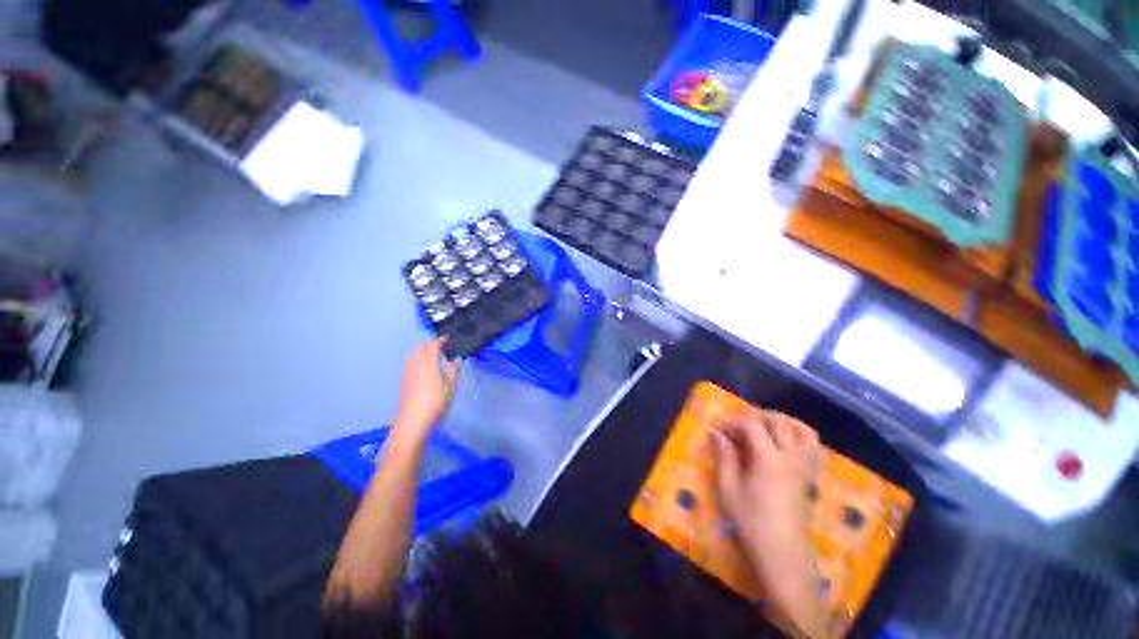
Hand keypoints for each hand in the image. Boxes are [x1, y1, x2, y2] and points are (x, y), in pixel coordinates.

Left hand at [393, 339, 460, 445]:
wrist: (413, 421)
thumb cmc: (436, 403)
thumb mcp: (451, 387)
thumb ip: (454, 371)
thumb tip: (456, 359)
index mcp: (428, 364)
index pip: (432, 345)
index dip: (440, 340)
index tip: (448, 339)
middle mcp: (416, 365)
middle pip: (420, 348)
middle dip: (430, 344)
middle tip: (441, 346)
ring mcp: (408, 373)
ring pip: (413, 355)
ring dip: (423, 351)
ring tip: (433, 355)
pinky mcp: (404, 381)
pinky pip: (410, 363)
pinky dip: (417, 359)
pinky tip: (424, 368)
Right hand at [710, 411, 826, 636]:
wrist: (782, 554)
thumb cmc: (750, 522)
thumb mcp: (728, 489)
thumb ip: (723, 456)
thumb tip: (716, 433)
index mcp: (769, 460)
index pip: (752, 425)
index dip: (732, 422)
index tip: (718, 429)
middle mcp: (791, 458)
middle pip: (779, 422)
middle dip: (755, 416)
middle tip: (738, 425)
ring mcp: (805, 467)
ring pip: (802, 430)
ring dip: (782, 422)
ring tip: (763, 427)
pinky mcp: (810, 477)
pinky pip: (813, 446)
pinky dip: (799, 436)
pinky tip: (784, 443)